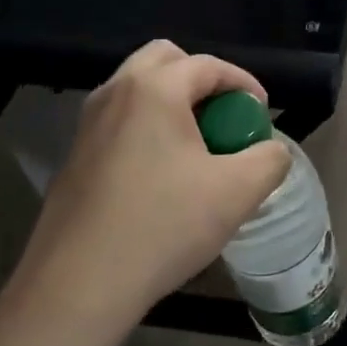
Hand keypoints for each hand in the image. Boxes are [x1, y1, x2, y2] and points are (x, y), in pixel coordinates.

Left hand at [0, 41, 289, 345]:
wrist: (79, 285)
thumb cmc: (163, 226)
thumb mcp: (237, 192)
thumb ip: (270, 159)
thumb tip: (272, 150)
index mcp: (153, 89)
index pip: (208, 65)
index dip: (244, 84)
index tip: (262, 115)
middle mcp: (114, 92)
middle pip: (165, 60)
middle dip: (202, 81)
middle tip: (223, 119)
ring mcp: (87, 124)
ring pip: (138, 90)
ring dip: (173, 104)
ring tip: (196, 148)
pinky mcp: (74, 156)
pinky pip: (120, 121)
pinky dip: (147, 129)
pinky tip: (162, 177)